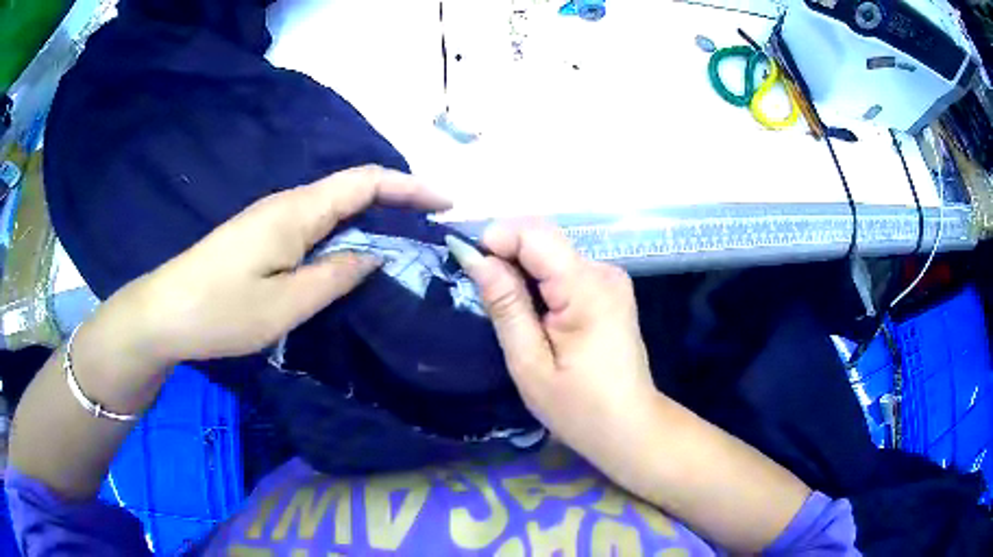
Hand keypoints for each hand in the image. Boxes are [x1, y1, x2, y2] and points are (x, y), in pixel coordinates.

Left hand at [112, 165, 449, 364]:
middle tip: (433, 227)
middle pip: (352, 188)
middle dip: (398, 199)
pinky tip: (354, 253)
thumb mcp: (285, 305)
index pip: (365, 182)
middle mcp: (288, 204)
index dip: (410, 186)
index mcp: (297, 212)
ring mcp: (272, 219)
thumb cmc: (221, 310)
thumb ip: (336, 276)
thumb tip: (375, 255)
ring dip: (373, 216)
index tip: (446, 202)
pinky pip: (316, 224)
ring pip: (334, 207)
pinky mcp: (262, 236)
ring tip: (407, 240)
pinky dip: (346, 231)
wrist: (165, 313)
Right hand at [447, 222, 658, 481]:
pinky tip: (533, 312)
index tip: (469, 266)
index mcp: (587, 289)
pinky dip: (539, 280)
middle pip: (543, 238)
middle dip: (506, 254)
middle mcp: (604, 271)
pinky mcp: (608, 289)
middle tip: (484, 293)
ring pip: (551, 251)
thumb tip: (475, 256)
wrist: (629, 427)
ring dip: (521, 269)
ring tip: (507, 309)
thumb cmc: (578, 407)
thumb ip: (505, 305)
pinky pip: (564, 268)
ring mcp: (610, 278)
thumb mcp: (529, 363)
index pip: (534, 235)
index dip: (496, 240)